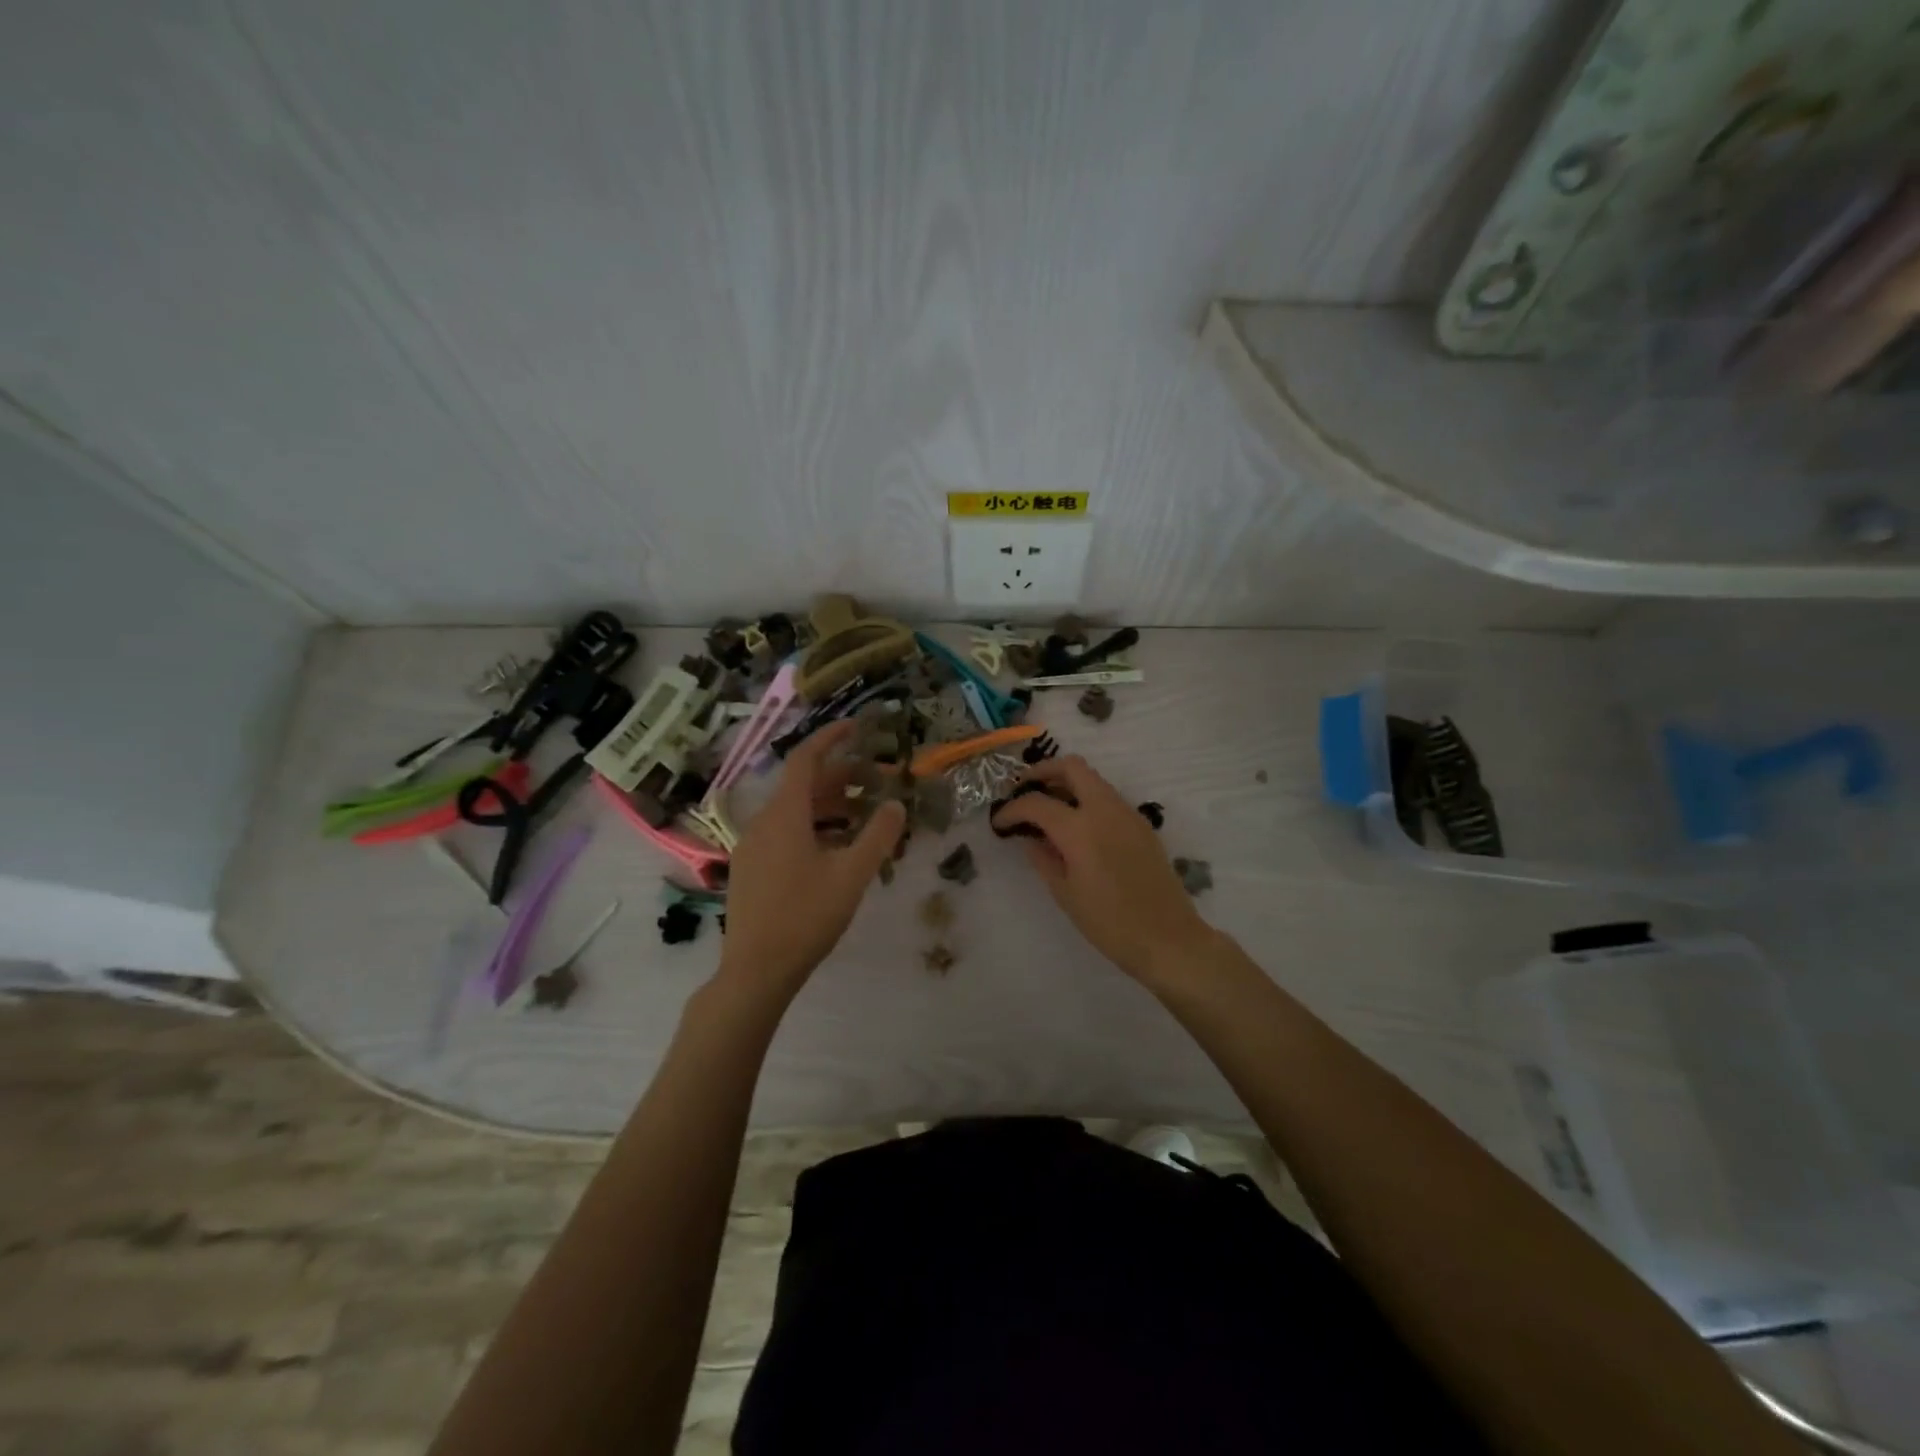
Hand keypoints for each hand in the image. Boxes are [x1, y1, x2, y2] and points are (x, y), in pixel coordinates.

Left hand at [714, 720, 905, 1002]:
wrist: (756, 971)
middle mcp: (762, 822)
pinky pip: (785, 832)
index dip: (831, 738)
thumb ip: (878, 836)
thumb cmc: (806, 917)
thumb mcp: (851, 875)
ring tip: (864, 813)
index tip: (857, 726)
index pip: (805, 759)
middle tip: (877, 779)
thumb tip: (895, 804)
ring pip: (795, 811)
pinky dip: (814, 827)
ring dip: (830, 805)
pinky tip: (837, 848)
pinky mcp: (751, 869)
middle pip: (802, 786)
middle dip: (841, 777)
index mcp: (784, 815)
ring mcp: (753, 847)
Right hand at [989, 755, 1214, 986]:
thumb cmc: (1110, 923)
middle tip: (1024, 790)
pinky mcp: (1142, 825)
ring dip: (1067, 784)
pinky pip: (1108, 798)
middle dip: (1043, 772)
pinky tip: (1078, 828)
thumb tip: (1030, 839)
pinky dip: (1087, 799)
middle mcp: (1104, 809)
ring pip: (1093, 779)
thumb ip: (1044, 859)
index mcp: (1079, 828)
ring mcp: (1127, 813)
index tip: (999, 821)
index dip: (1012, 809)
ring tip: (1048, 809)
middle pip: (1071, 767)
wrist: (1168, 938)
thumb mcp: (1065, 894)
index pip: (1036, 803)